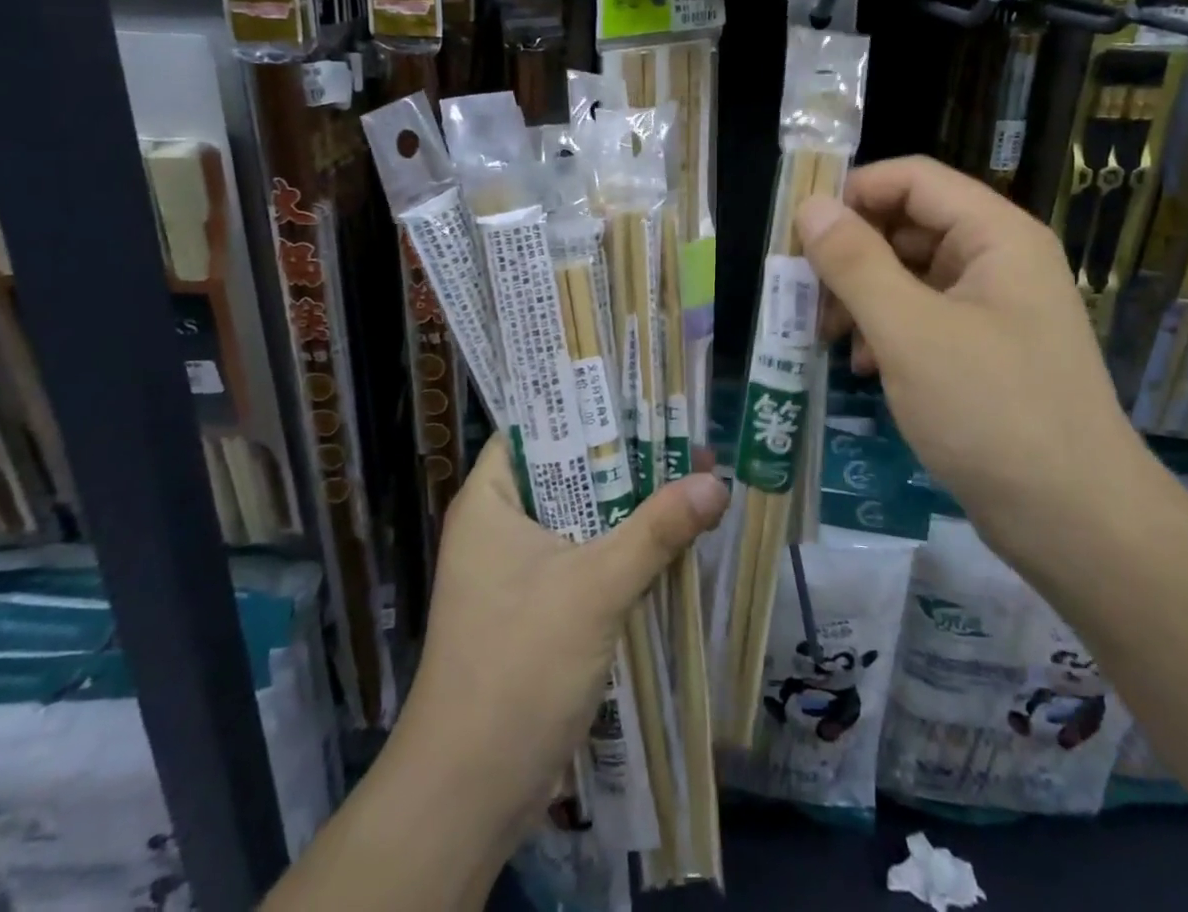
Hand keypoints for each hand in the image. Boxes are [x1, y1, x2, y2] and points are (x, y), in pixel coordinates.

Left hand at [393, 437, 728, 846]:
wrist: (470, 793)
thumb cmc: (519, 665)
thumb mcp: (595, 586)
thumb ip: (657, 529)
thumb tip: (717, 481)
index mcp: (490, 499)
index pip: (536, 428)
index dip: (584, 407)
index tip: (638, 393)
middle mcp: (498, 526)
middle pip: (568, 473)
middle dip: (624, 459)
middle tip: (681, 434)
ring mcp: (516, 571)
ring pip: (580, 518)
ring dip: (628, 506)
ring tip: (689, 475)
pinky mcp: (536, 609)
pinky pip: (584, 558)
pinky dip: (621, 547)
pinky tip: (669, 538)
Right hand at [794, 156, 1158, 564]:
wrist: (1076, 522)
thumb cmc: (991, 412)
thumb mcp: (909, 331)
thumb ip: (855, 262)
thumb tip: (810, 207)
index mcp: (995, 235)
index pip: (912, 179)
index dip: (853, 192)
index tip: (799, 229)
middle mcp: (999, 259)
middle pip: (909, 225)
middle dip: (851, 254)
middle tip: (803, 291)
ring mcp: (995, 307)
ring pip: (911, 274)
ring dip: (863, 296)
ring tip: (829, 336)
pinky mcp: (985, 350)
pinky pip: (924, 317)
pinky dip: (887, 331)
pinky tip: (865, 367)